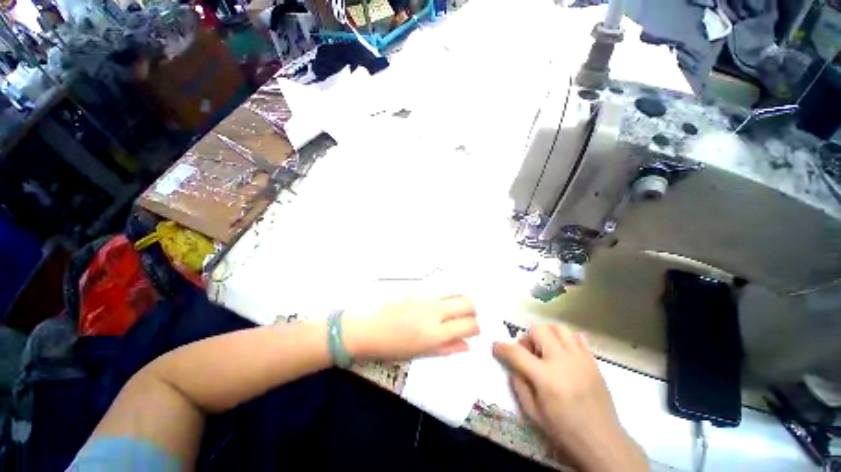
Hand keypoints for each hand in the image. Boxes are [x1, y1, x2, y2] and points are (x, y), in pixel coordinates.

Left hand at [344, 295, 479, 360]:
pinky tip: (440, 303)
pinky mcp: (418, 289)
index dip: (476, 328)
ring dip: (461, 301)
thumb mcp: (419, 354)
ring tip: (455, 310)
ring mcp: (426, 297)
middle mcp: (435, 311)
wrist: (366, 327)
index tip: (473, 331)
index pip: (469, 325)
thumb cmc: (390, 347)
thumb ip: (446, 348)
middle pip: (467, 303)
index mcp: (435, 333)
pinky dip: (447, 296)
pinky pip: (441, 290)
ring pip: (456, 292)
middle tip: (467, 318)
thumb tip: (467, 346)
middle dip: (473, 311)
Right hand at [492, 325, 647, 471]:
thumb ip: (518, 384)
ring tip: (546, 351)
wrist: (603, 442)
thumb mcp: (533, 413)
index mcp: (546, 377)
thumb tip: (514, 366)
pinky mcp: (593, 361)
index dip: (501, 348)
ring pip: (558, 328)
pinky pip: (577, 338)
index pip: (516, 352)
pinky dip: (566, 340)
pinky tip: (564, 354)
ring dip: (546, 335)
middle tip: (528, 353)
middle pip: (538, 329)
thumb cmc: (564, 431)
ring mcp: (581, 359)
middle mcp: (563, 361)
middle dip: (527, 338)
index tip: (496, 347)